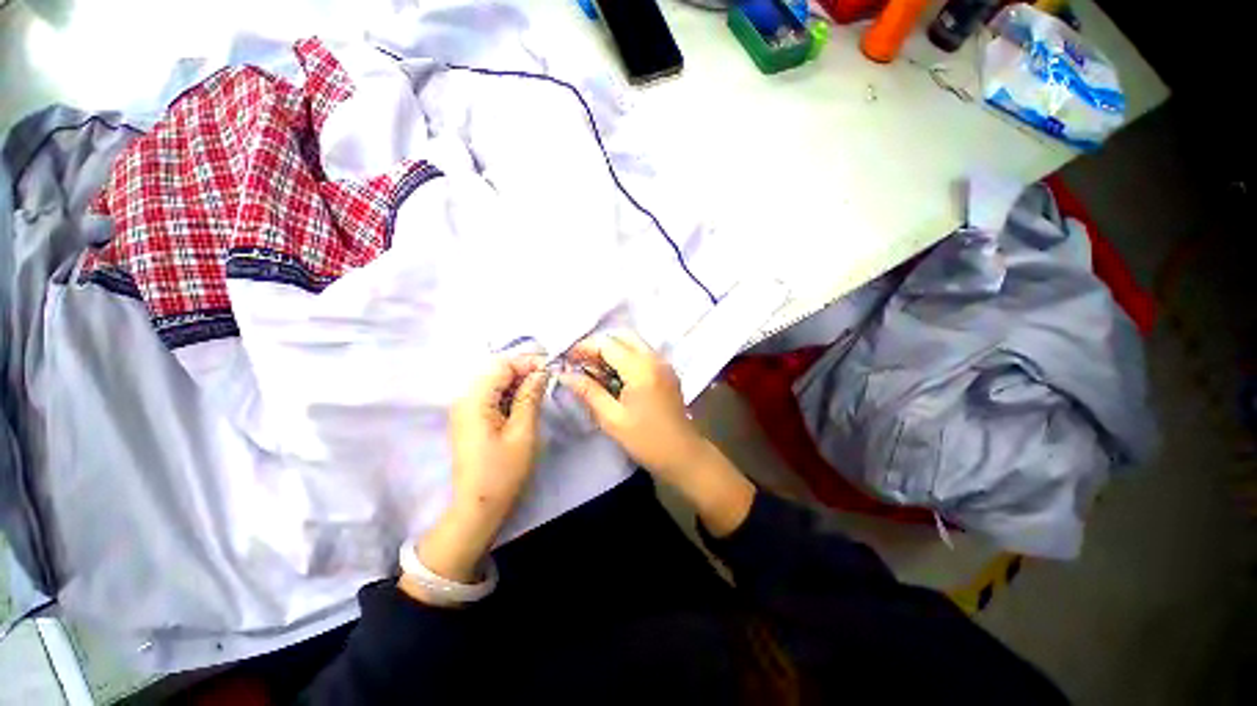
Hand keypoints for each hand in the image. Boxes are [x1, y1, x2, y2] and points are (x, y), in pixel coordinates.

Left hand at [412, 355, 547, 586]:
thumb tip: (541, 372)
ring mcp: (465, 409)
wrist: (478, 505)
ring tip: (540, 391)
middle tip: (548, 380)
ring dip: (518, 383)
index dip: (527, 362)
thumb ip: (530, 397)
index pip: (501, 365)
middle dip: (523, 371)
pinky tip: (524, 403)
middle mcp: (465, 399)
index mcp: (475, 400)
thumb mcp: (523, 431)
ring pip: (494, 383)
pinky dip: (509, 395)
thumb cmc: (503, 470)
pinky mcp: (470, 419)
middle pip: (496, 371)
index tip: (551, 368)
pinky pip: (491, 396)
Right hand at [559, 332, 753, 536]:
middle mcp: (654, 358)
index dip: (584, 348)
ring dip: (612, 350)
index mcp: (641, 369)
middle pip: (622, 336)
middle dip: (598, 345)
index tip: (566, 360)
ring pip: (633, 343)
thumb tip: (565, 375)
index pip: (608, 345)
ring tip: (593, 370)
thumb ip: (589, 392)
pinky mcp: (666, 371)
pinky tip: (613, 376)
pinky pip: (642, 353)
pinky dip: (625, 357)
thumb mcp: (612, 419)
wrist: (683, 455)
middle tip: (580, 364)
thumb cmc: (646, 440)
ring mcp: (663, 363)